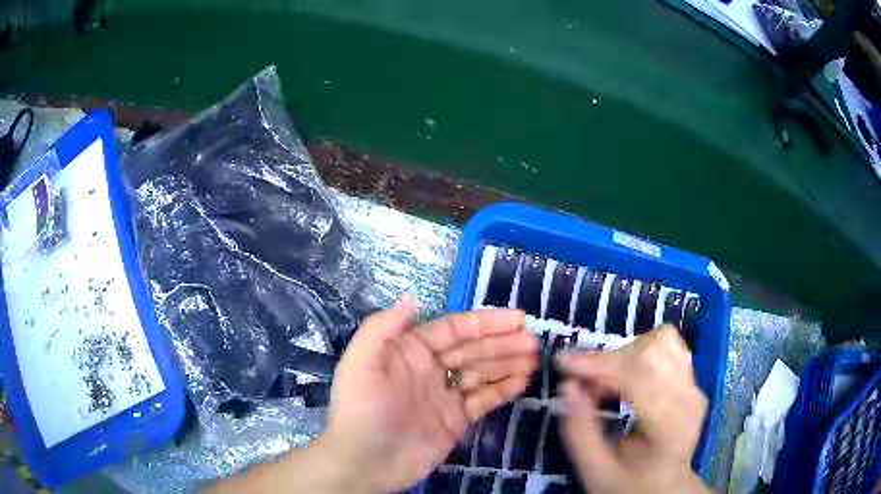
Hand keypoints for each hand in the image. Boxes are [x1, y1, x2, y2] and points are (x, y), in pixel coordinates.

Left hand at [320, 296, 537, 492]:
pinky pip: (483, 400)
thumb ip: (382, 329)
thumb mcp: (361, 364)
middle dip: (503, 343)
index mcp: (409, 351)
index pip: (454, 329)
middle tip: (533, 340)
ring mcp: (444, 396)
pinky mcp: (455, 421)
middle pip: (472, 350)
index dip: (485, 322)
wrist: (364, 464)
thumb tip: (411, 298)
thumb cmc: (361, 411)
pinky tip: (522, 380)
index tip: (516, 318)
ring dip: (508, 363)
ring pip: (482, 372)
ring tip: (534, 357)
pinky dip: (502, 389)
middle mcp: (430, 369)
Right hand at [558, 325, 709, 493]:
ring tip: (607, 383)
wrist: (665, 488)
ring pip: (662, 341)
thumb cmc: (629, 484)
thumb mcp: (596, 471)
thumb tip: (567, 385)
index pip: (639, 377)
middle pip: (651, 352)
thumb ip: (579, 432)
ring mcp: (694, 387)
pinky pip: (669, 347)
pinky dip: (641, 353)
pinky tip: (628, 378)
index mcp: (669, 426)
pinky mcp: (692, 381)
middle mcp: (688, 398)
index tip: (564, 364)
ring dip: (626, 355)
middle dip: (610, 362)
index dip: (599, 365)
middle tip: (584, 386)